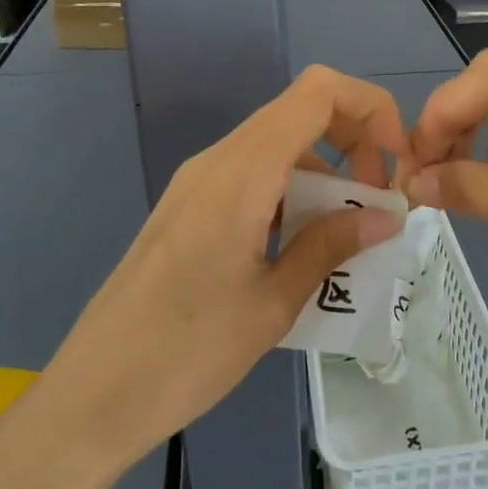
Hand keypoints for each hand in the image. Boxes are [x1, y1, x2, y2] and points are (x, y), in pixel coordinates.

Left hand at [6, 66, 408, 488]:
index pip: (318, 92)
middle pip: (300, 113)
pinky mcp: (188, 209)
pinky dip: (291, 195)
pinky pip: (252, 178)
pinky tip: (299, 250)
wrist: (92, 396)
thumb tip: (386, 216)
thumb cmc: (188, 352)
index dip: (369, 109)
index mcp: (242, 173)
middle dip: (354, 144)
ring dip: (323, 176)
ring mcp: (197, 184)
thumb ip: (331, 246)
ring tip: (345, 239)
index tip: (395, 161)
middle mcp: (218, 161)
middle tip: (375, 204)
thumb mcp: (274, 303)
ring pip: (278, 148)